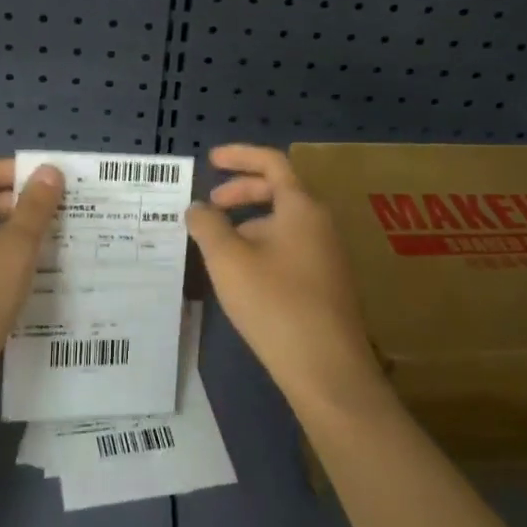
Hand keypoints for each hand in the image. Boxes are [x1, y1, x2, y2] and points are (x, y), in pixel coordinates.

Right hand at [186, 144, 383, 408]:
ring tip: (219, 246)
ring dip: (250, 223)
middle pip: (279, 190)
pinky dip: (263, 246)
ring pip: (284, 222)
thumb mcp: (228, 260)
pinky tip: (244, 275)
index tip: (210, 160)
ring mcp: (328, 254)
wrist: (327, 370)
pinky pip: (291, 247)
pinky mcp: (327, 283)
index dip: (239, 156)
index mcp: (302, 207)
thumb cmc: (275, 303)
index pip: (272, 162)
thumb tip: (198, 208)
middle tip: (211, 205)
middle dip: (241, 191)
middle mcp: (321, 223)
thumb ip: (208, 226)